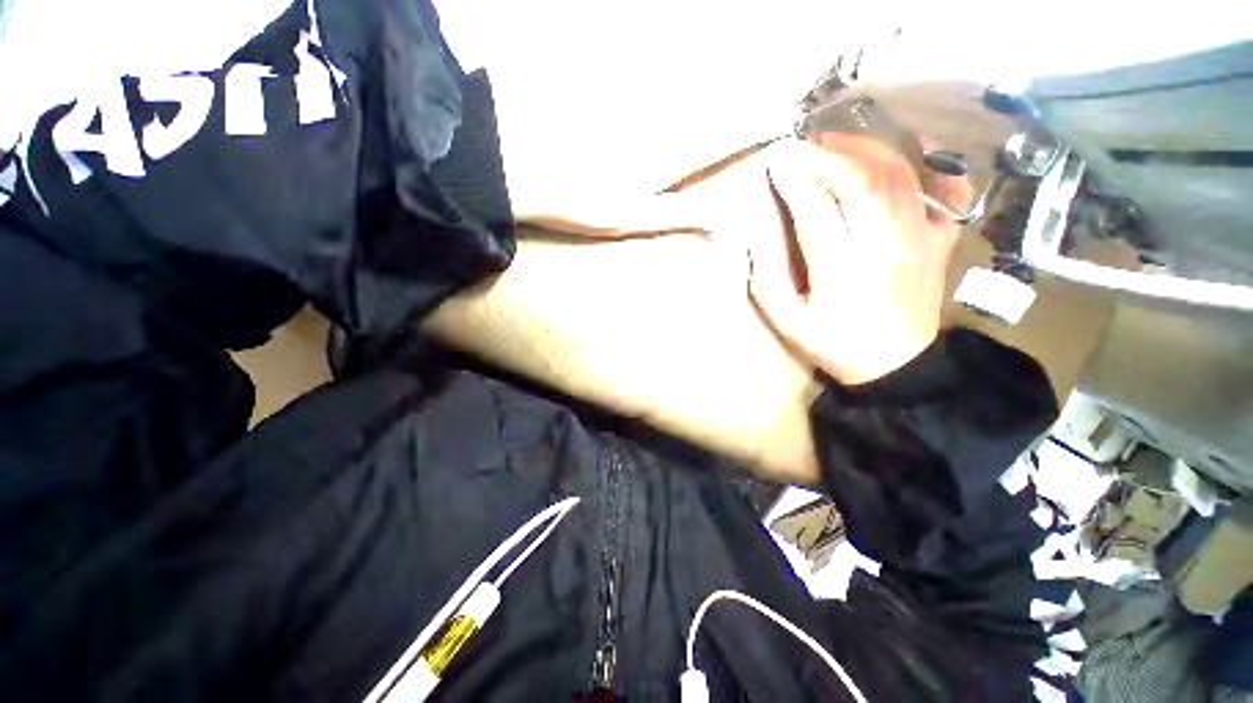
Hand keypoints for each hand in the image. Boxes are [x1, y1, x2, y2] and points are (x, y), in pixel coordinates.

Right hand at [748, 133, 968, 384]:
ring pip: (900, 177)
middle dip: (830, 156)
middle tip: (804, 147)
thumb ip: (767, 278)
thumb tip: (755, 233)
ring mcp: (922, 241)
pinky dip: (936, 164)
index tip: (777, 163)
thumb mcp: (787, 322)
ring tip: (838, 144)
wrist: (897, 366)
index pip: (817, 212)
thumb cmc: (835, 345)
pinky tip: (918, 150)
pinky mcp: (941, 242)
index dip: (795, 182)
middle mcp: (887, 248)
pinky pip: (948, 192)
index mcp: (843, 273)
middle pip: (864, 182)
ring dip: (867, 151)